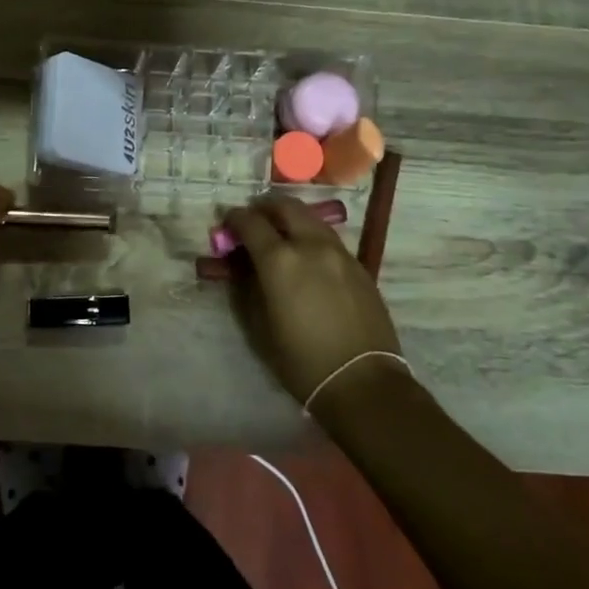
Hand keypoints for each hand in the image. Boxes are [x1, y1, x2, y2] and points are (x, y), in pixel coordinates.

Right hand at [222, 195, 401, 405]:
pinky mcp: (360, 266)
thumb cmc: (300, 359)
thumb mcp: (258, 325)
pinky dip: (311, 235)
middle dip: (265, 208)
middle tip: (253, 219)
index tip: (226, 223)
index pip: (251, 222)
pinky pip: (329, 238)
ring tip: (279, 234)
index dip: (234, 219)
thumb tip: (240, 264)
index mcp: (280, 261)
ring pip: (312, 219)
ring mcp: (340, 253)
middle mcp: (311, 246)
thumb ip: (246, 286)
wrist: (362, 381)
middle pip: (286, 207)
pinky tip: (306, 257)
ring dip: (291, 218)